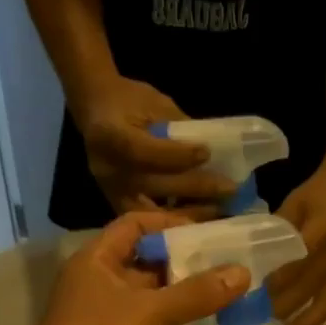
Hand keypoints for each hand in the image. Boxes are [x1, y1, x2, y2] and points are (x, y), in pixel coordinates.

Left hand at [9, 211, 249, 324]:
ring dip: (181, 304)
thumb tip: (242, 272)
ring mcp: (105, 323)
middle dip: (184, 267)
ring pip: (150, 305)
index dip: (169, 224)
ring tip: (223, 301)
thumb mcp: (152, 313)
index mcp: (98, 262)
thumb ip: (198, 293)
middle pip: (146, 265)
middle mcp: (99, 287)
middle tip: (226, 268)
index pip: (134, 225)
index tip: (207, 233)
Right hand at [74, 77, 233, 216]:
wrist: (96, 110)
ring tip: (221, 210)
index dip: (175, 155)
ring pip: (153, 211)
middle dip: (195, 188)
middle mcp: (107, 168)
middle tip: (229, 190)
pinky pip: (150, 221)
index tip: (206, 153)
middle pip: (153, 184)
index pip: (142, 150)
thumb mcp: (155, 104)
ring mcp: (111, 192)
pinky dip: (177, 222)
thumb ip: (179, 129)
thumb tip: (216, 153)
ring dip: (190, 212)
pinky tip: (202, 218)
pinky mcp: (118, 207)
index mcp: (109, 134)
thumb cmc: (130, 103)